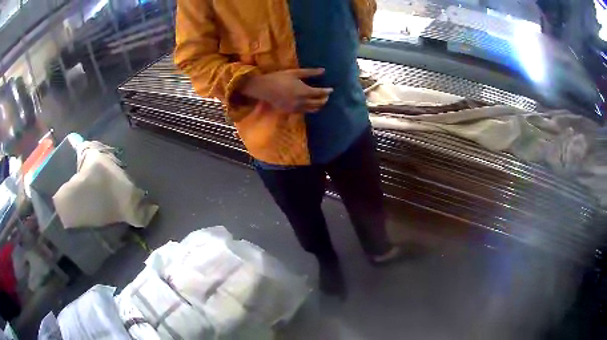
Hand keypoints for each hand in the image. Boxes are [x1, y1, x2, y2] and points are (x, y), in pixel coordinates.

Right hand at [240, 68, 332, 112]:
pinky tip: (309, 104)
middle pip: (318, 103)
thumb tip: (323, 70)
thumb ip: (310, 72)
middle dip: (324, 99)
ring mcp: (296, 108)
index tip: (331, 89)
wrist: (264, 88)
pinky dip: (309, 108)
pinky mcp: (290, 111)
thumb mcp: (295, 73)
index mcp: (304, 91)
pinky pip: (304, 111)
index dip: (327, 91)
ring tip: (320, 101)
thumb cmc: (279, 78)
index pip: (320, 93)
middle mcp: (302, 102)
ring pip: (312, 109)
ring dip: (318, 105)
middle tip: (326, 95)